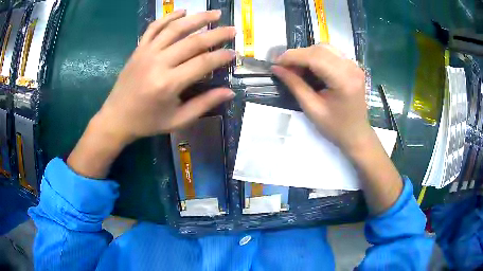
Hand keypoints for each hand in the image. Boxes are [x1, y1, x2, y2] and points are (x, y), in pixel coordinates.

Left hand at [67, 10, 235, 177]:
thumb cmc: (147, 122)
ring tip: (215, 13)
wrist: (116, 118)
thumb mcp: (178, 120)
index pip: (203, 63)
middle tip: (232, 29)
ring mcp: (146, 53)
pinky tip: (183, 11)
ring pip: (175, 28)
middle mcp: (158, 63)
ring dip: (197, 18)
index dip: (221, 57)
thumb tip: (229, 92)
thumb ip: (204, 104)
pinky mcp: (138, 49)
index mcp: (168, 84)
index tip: (234, 53)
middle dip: (216, 33)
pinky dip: (169, 17)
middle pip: (192, 42)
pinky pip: (154, 27)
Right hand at [272, 45, 370, 152]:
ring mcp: (354, 65)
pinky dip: (317, 56)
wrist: (356, 134)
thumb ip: (295, 85)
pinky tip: (310, 67)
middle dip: (298, 55)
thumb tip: (276, 68)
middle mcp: (351, 67)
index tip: (276, 62)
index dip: (292, 56)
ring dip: (307, 54)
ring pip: (325, 48)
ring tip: (296, 68)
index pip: (315, 58)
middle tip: (285, 67)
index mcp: (344, 80)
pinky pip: (331, 53)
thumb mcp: (312, 109)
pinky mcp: (353, 66)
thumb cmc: (335, 127)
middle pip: (320, 49)